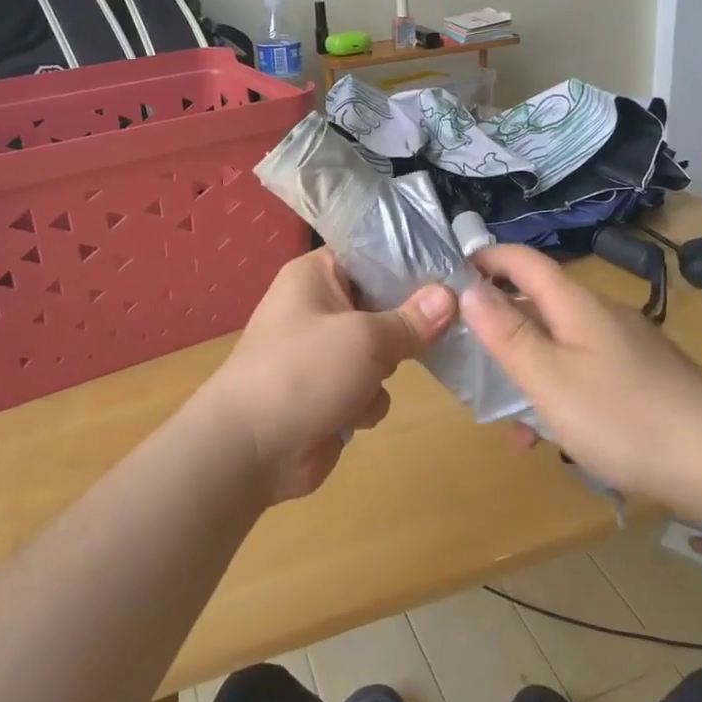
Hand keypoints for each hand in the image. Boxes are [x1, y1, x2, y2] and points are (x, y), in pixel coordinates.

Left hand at [197, 249, 454, 502]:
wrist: (250, 449)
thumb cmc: (304, 371)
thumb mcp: (366, 338)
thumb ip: (411, 319)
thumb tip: (451, 296)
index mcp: (316, 275)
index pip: (369, 252)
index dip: (409, 260)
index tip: (451, 267)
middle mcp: (319, 306)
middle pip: (382, 302)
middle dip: (406, 322)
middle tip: (445, 324)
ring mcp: (324, 352)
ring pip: (382, 349)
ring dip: (385, 369)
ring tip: (375, 379)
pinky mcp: (330, 392)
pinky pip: (369, 386)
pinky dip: (367, 401)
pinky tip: (356, 413)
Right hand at [459, 244, 701, 508]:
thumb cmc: (624, 416)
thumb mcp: (550, 378)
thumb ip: (507, 333)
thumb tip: (469, 287)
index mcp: (576, 304)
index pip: (523, 260)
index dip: (486, 258)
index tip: (449, 274)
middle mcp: (601, 315)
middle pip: (540, 303)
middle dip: (500, 324)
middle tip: (466, 356)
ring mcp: (627, 346)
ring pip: (561, 343)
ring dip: (529, 368)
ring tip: (509, 417)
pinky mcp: (644, 377)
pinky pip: (586, 371)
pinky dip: (560, 391)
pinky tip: (557, 437)